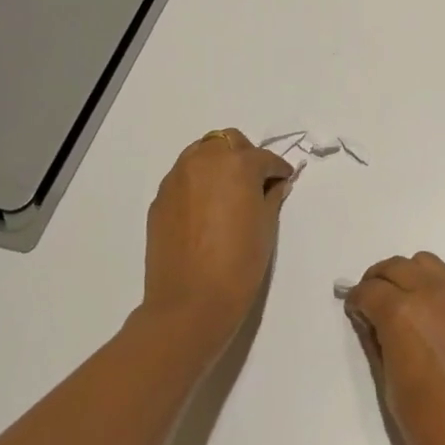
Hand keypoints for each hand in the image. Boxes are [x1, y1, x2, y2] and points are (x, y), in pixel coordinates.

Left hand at [142, 129, 294, 354]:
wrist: (190, 303)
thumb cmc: (239, 264)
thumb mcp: (266, 227)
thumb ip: (271, 196)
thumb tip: (274, 185)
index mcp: (237, 164)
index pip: (264, 158)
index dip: (278, 170)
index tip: (284, 181)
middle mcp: (204, 161)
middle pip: (228, 142)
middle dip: (245, 156)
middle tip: (256, 183)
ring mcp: (177, 178)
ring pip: (201, 153)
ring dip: (218, 164)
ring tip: (228, 192)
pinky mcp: (160, 199)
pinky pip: (183, 178)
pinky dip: (197, 183)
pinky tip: (205, 210)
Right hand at [344, 252, 444, 444]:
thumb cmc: (435, 433)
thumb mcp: (392, 390)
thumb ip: (378, 346)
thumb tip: (370, 322)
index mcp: (403, 315)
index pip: (370, 291)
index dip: (357, 301)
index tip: (354, 314)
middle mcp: (432, 295)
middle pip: (396, 267)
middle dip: (378, 281)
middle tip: (371, 307)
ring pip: (424, 264)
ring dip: (406, 276)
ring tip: (400, 307)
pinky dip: (430, 287)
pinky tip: (428, 319)